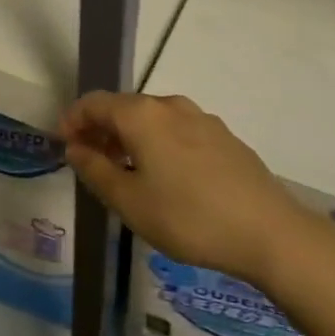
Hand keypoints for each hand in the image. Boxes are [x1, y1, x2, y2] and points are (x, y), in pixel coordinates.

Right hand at [59, 91, 313, 281]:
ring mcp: (201, 118)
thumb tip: (76, 148)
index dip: (73, 120)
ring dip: (130, 137)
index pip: (94, 102)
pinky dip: (158, 143)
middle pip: (124, 107)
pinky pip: (177, 130)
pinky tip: (165, 177)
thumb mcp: (130, 202)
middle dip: (101, 130)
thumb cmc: (189, 217)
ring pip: (152, 119)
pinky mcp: (224, 137)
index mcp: (142, 115)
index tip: (64, 146)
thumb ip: (95, 170)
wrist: (270, 233)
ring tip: (125, 172)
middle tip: (90, 162)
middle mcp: (170, 105)